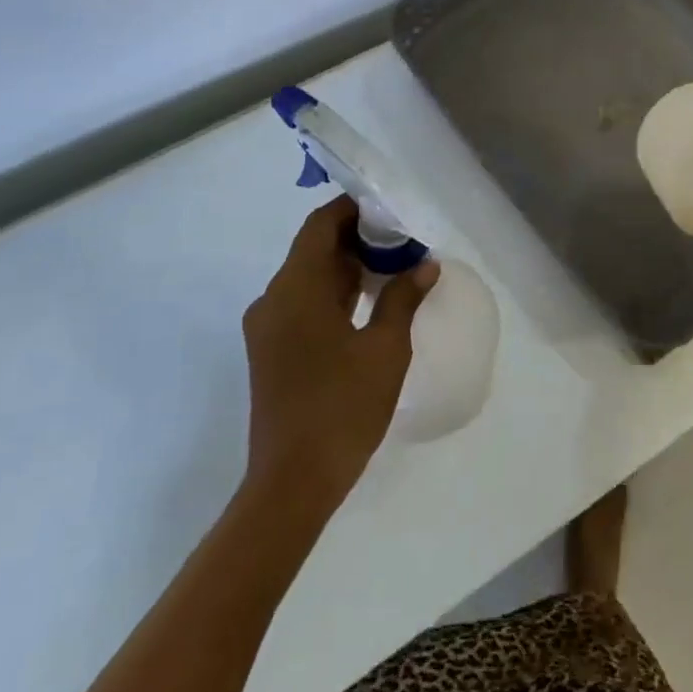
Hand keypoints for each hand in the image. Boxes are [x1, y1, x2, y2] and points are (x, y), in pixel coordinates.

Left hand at [241, 196, 437, 513]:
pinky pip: (303, 304)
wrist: (292, 482)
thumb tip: (424, 264)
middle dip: (356, 238)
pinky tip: (369, 303)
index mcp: (295, 289)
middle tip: (402, 240)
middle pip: (313, 249)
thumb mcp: (385, 349)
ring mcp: (268, 328)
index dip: (352, 209)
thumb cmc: (343, 408)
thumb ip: (402, 298)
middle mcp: (273, 300)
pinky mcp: (271, 351)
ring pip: (308, 278)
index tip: (389, 209)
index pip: (320, 225)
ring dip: (347, 267)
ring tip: (394, 267)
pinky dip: (334, 294)